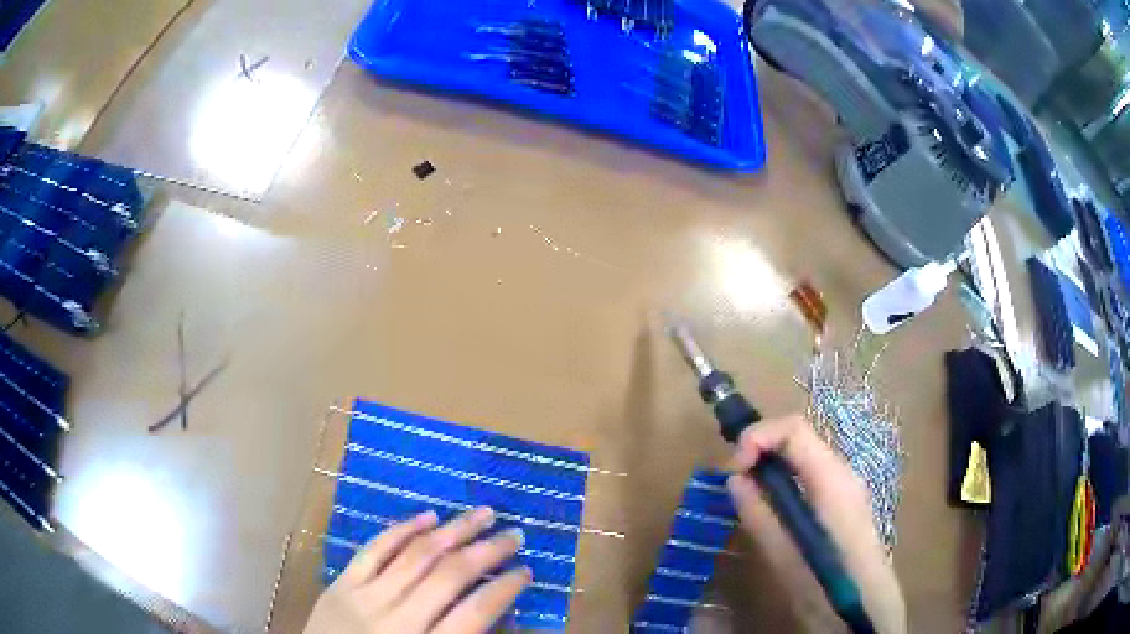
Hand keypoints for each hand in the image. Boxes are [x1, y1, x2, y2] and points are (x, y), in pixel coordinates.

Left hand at [304, 508, 530, 633]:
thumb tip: (498, 616)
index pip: (475, 613)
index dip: (504, 589)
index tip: (526, 571)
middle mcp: (397, 619)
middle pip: (449, 576)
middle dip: (487, 551)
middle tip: (515, 533)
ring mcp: (365, 597)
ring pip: (415, 555)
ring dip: (453, 530)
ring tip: (482, 513)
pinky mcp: (341, 584)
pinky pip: (374, 549)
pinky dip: (402, 530)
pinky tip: (427, 515)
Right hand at [727, 415, 906, 633]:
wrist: (866, 605)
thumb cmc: (826, 584)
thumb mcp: (785, 555)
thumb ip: (759, 515)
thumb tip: (734, 480)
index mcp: (832, 480)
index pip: (794, 429)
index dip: (758, 435)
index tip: (733, 466)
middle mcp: (842, 472)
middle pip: (799, 436)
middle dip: (762, 446)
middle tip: (734, 477)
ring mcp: (846, 485)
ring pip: (803, 454)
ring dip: (772, 461)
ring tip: (746, 489)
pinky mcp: (844, 500)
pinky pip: (810, 473)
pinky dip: (785, 476)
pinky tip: (772, 503)